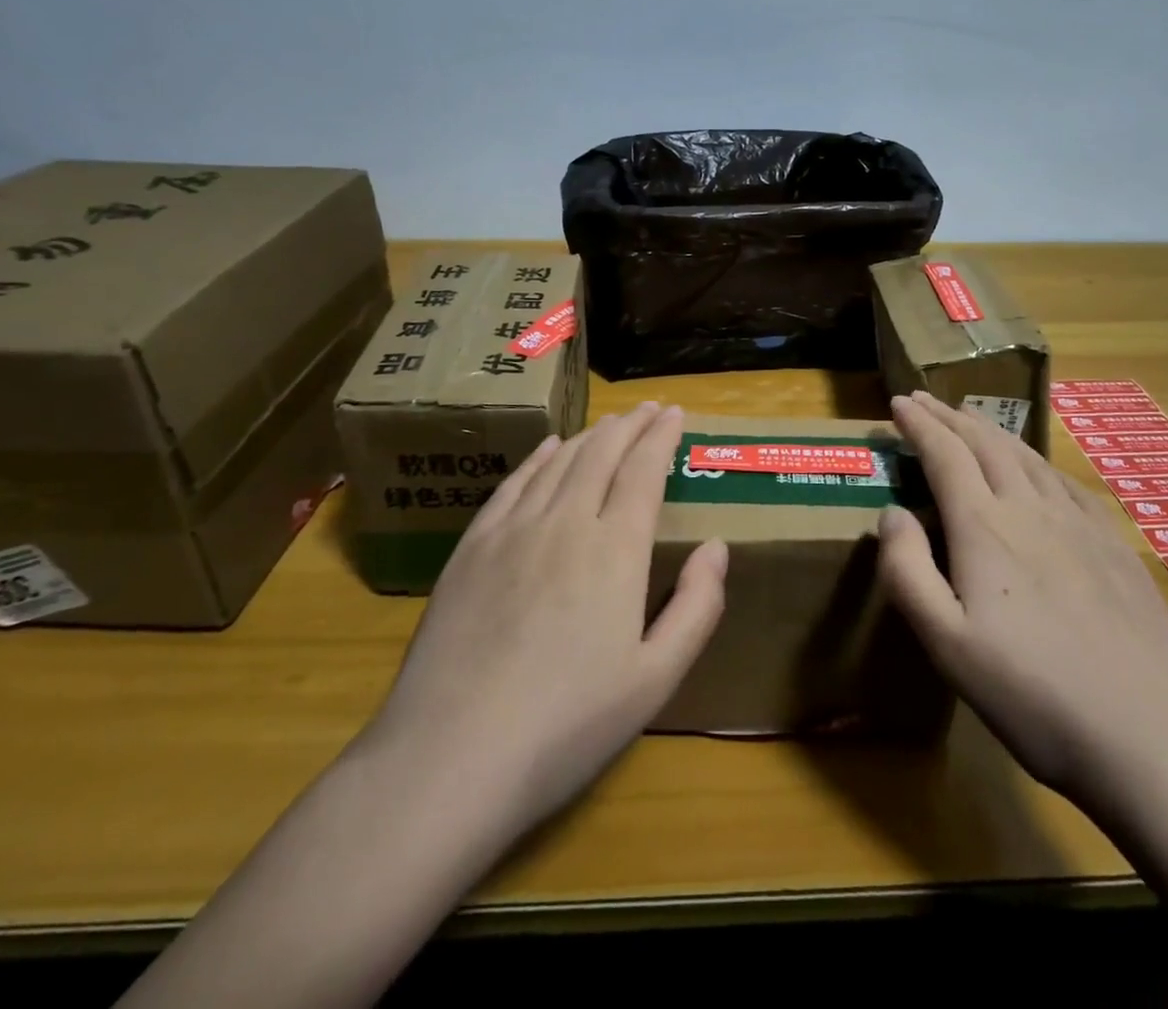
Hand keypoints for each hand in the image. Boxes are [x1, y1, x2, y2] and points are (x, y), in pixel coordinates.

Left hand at [364, 402, 727, 837]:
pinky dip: (538, 458)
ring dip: (590, 435)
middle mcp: (566, 522)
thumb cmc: (567, 725)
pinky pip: (514, 484)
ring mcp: (513, 531)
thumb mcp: (656, 680)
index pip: (644, 470)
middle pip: (602, 454)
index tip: (675, 413)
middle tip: (649, 410)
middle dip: (631, 425)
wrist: (450, 757)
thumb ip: (697, 607)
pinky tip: (548, 449)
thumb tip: (717, 546)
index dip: (661, 437)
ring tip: (610, 423)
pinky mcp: (472, 548)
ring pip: (559, 461)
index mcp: (616, 549)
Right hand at [877, 392, 1167, 820]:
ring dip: (990, 431)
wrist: (1153, 742)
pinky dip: (1036, 460)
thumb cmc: (1033, 696)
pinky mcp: (1116, 547)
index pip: (945, 454)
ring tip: (968, 420)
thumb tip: (891, 512)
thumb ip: (907, 571)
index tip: (898, 402)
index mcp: (985, 528)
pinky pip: (1066, 482)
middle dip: (949, 417)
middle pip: (985, 444)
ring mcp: (1081, 525)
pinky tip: (1036, 468)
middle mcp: (1031, 510)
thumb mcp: (947, 645)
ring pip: (1027, 457)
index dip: (919, 424)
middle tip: (923, 399)